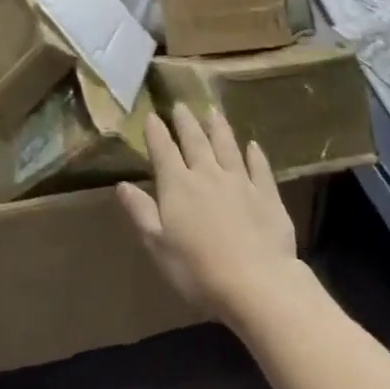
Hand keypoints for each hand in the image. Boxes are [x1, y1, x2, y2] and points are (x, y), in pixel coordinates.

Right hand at [117, 105, 300, 318]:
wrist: (257, 283)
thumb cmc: (198, 270)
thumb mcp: (158, 245)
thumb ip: (140, 212)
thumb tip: (122, 184)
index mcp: (178, 185)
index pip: (163, 150)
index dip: (156, 132)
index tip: (151, 115)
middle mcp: (208, 174)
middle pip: (195, 141)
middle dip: (185, 122)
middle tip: (181, 105)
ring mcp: (240, 181)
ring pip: (227, 146)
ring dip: (219, 128)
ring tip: (213, 111)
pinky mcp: (267, 195)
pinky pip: (260, 168)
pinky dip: (256, 155)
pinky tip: (254, 145)